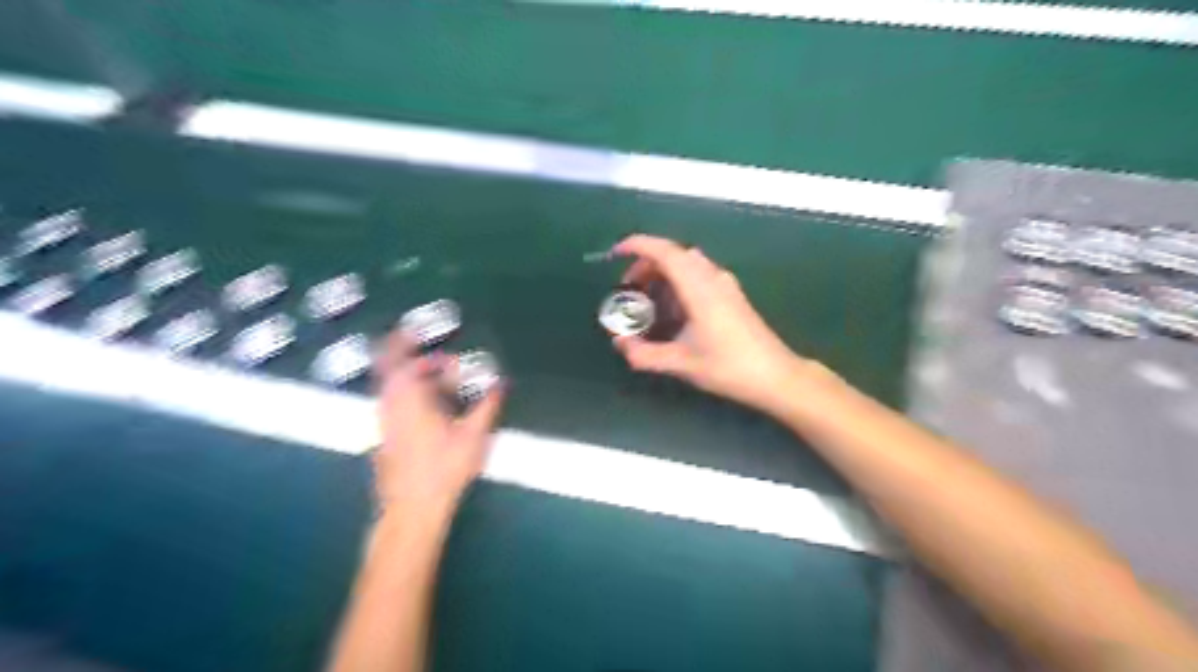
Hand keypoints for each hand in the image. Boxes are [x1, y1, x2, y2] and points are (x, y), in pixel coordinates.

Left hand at [373, 328, 503, 520]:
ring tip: (437, 382)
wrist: (412, 508)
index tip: (445, 356)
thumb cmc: (444, 467)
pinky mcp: (384, 437)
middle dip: (410, 355)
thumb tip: (501, 383)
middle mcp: (389, 403)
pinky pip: (392, 402)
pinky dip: (408, 395)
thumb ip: (488, 404)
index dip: (425, 352)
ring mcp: (383, 421)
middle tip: (430, 352)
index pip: (408, 360)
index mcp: (409, 396)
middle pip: (391, 367)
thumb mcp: (474, 434)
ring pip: (391, 386)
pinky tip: (430, 410)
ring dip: (411, 377)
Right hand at [609, 233, 815, 410]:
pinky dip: (678, 283)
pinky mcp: (731, 295)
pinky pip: (698, 276)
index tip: (616, 252)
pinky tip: (672, 312)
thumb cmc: (728, 368)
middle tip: (628, 291)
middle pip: (674, 255)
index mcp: (699, 288)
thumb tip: (619, 343)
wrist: (775, 376)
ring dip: (663, 274)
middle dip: (646, 266)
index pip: (665, 252)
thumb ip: (644, 354)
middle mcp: (712, 278)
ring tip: (647, 302)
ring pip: (687, 264)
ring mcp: (725, 285)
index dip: (638, 246)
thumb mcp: (681, 363)